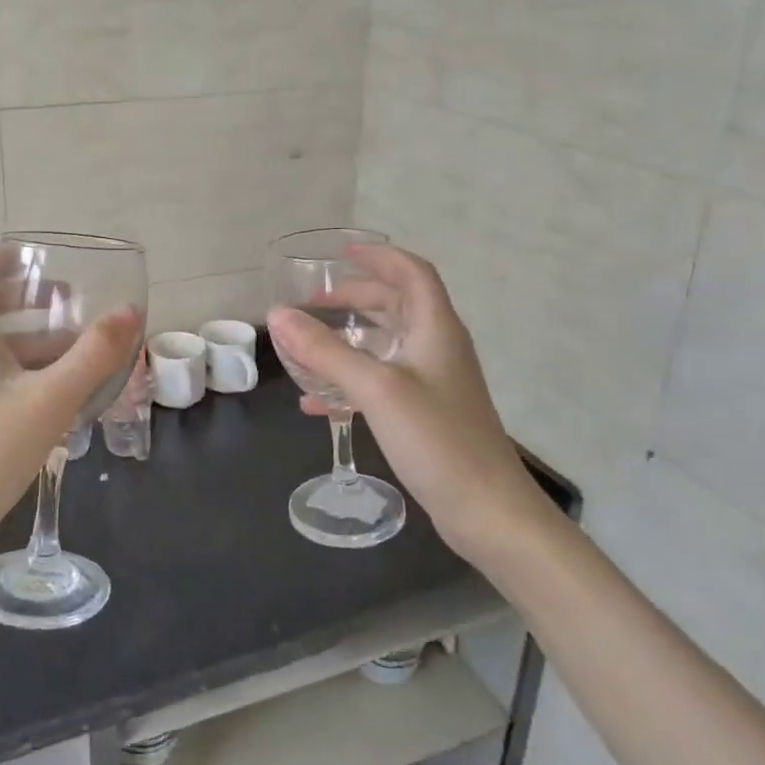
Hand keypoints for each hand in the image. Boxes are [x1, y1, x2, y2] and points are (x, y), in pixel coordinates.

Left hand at [0, 250, 141, 573]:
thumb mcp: (49, 400)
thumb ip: (93, 355)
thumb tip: (130, 309)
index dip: (0, 258)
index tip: (37, 256)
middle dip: (30, 302)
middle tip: (71, 301)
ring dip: (38, 345)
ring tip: (83, 353)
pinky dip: (30, 378)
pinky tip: (62, 401)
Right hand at [266, 245, 550, 558]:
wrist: (487, 511)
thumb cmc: (436, 439)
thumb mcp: (376, 389)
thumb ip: (325, 351)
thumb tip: (276, 315)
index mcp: (435, 328)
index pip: (412, 273)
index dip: (379, 257)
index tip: (341, 253)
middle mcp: (437, 347)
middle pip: (396, 305)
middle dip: (355, 296)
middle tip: (313, 300)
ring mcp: (433, 382)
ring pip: (386, 344)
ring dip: (349, 338)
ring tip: (308, 343)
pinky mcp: (425, 413)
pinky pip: (381, 382)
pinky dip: (350, 380)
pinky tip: (317, 401)